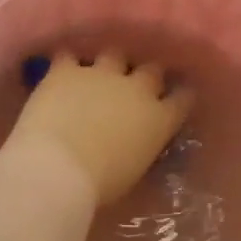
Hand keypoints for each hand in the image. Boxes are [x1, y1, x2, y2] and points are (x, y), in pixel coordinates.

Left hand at [3, 52, 193, 207]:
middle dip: (147, 75)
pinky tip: (62, 71)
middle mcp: (137, 89)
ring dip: (110, 64)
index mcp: (159, 120)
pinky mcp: (67, 71)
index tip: (178, 97)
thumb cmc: (100, 186)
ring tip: (100, 73)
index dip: (181, 95)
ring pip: (115, 55)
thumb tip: (136, 145)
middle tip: (137, 86)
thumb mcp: (134, 172)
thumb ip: (141, 149)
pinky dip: (67, 64)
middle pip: (152, 70)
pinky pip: (69, 57)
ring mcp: (102, 75)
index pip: (183, 98)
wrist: (58, 168)